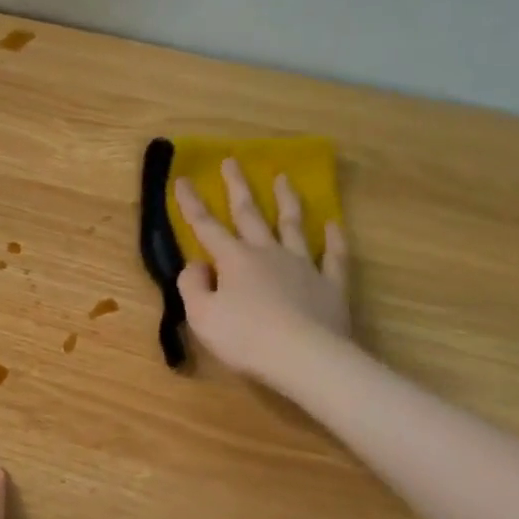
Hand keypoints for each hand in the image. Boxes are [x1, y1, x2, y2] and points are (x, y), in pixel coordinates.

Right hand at [175, 158, 353, 382]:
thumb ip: (192, 286)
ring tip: (284, 178)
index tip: (183, 179)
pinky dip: (334, 238)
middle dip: (238, 187)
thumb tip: (196, 265)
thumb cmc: (245, 338)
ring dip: (286, 200)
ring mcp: (303, 266)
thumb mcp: (202, 317)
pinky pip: (334, 255)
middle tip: (232, 161)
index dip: (192, 204)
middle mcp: (268, 254)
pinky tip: (333, 225)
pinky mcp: (331, 285)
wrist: (304, 357)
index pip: (206, 227)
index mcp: (234, 260)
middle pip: (250, 214)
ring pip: (293, 225)